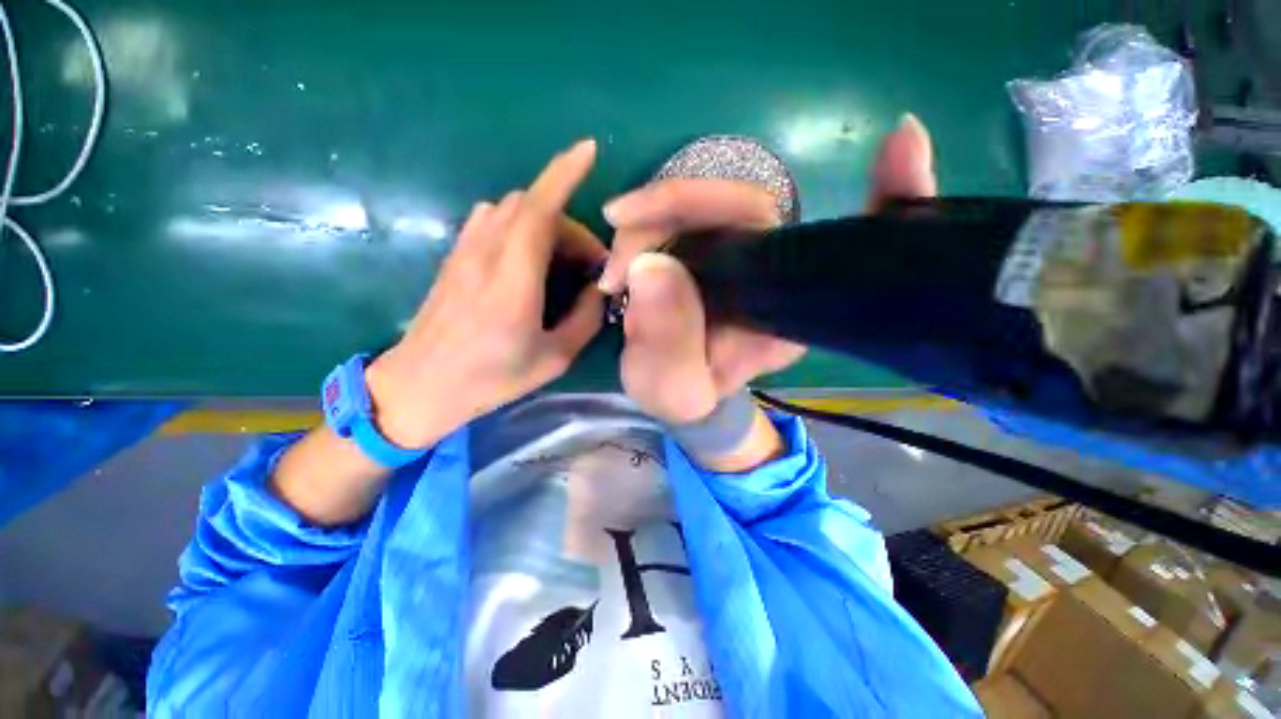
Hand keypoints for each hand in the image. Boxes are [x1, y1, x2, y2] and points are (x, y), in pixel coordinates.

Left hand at [368, 140, 605, 447]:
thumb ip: (584, 319)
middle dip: (569, 225)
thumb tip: (598, 289)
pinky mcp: (454, 256)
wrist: (420, 386)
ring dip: (544, 224)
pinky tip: (528, 258)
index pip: (538, 210)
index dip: (563, 174)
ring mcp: (465, 251)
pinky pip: (491, 220)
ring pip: (510, 210)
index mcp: (513, 281)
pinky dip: (519, 225)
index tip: (588, 150)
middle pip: (532, 207)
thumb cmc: (491, 379)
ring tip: (560, 263)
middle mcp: (486, 254)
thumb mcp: (554, 359)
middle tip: (587, 266)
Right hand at [602, 114, 936, 424]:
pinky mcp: (707, 247)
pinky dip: (649, 214)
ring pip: (703, 205)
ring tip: (614, 274)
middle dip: (672, 210)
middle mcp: (773, 273)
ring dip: (648, 222)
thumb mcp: (676, 390)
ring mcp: (738, 254)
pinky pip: (683, 214)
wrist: (677, 392)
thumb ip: (668, 346)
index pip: (830, 249)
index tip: (902, 144)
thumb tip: (651, 267)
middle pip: (743, 207)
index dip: (885, 201)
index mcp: (786, 312)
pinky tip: (620, 224)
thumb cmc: (686, 397)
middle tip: (619, 247)